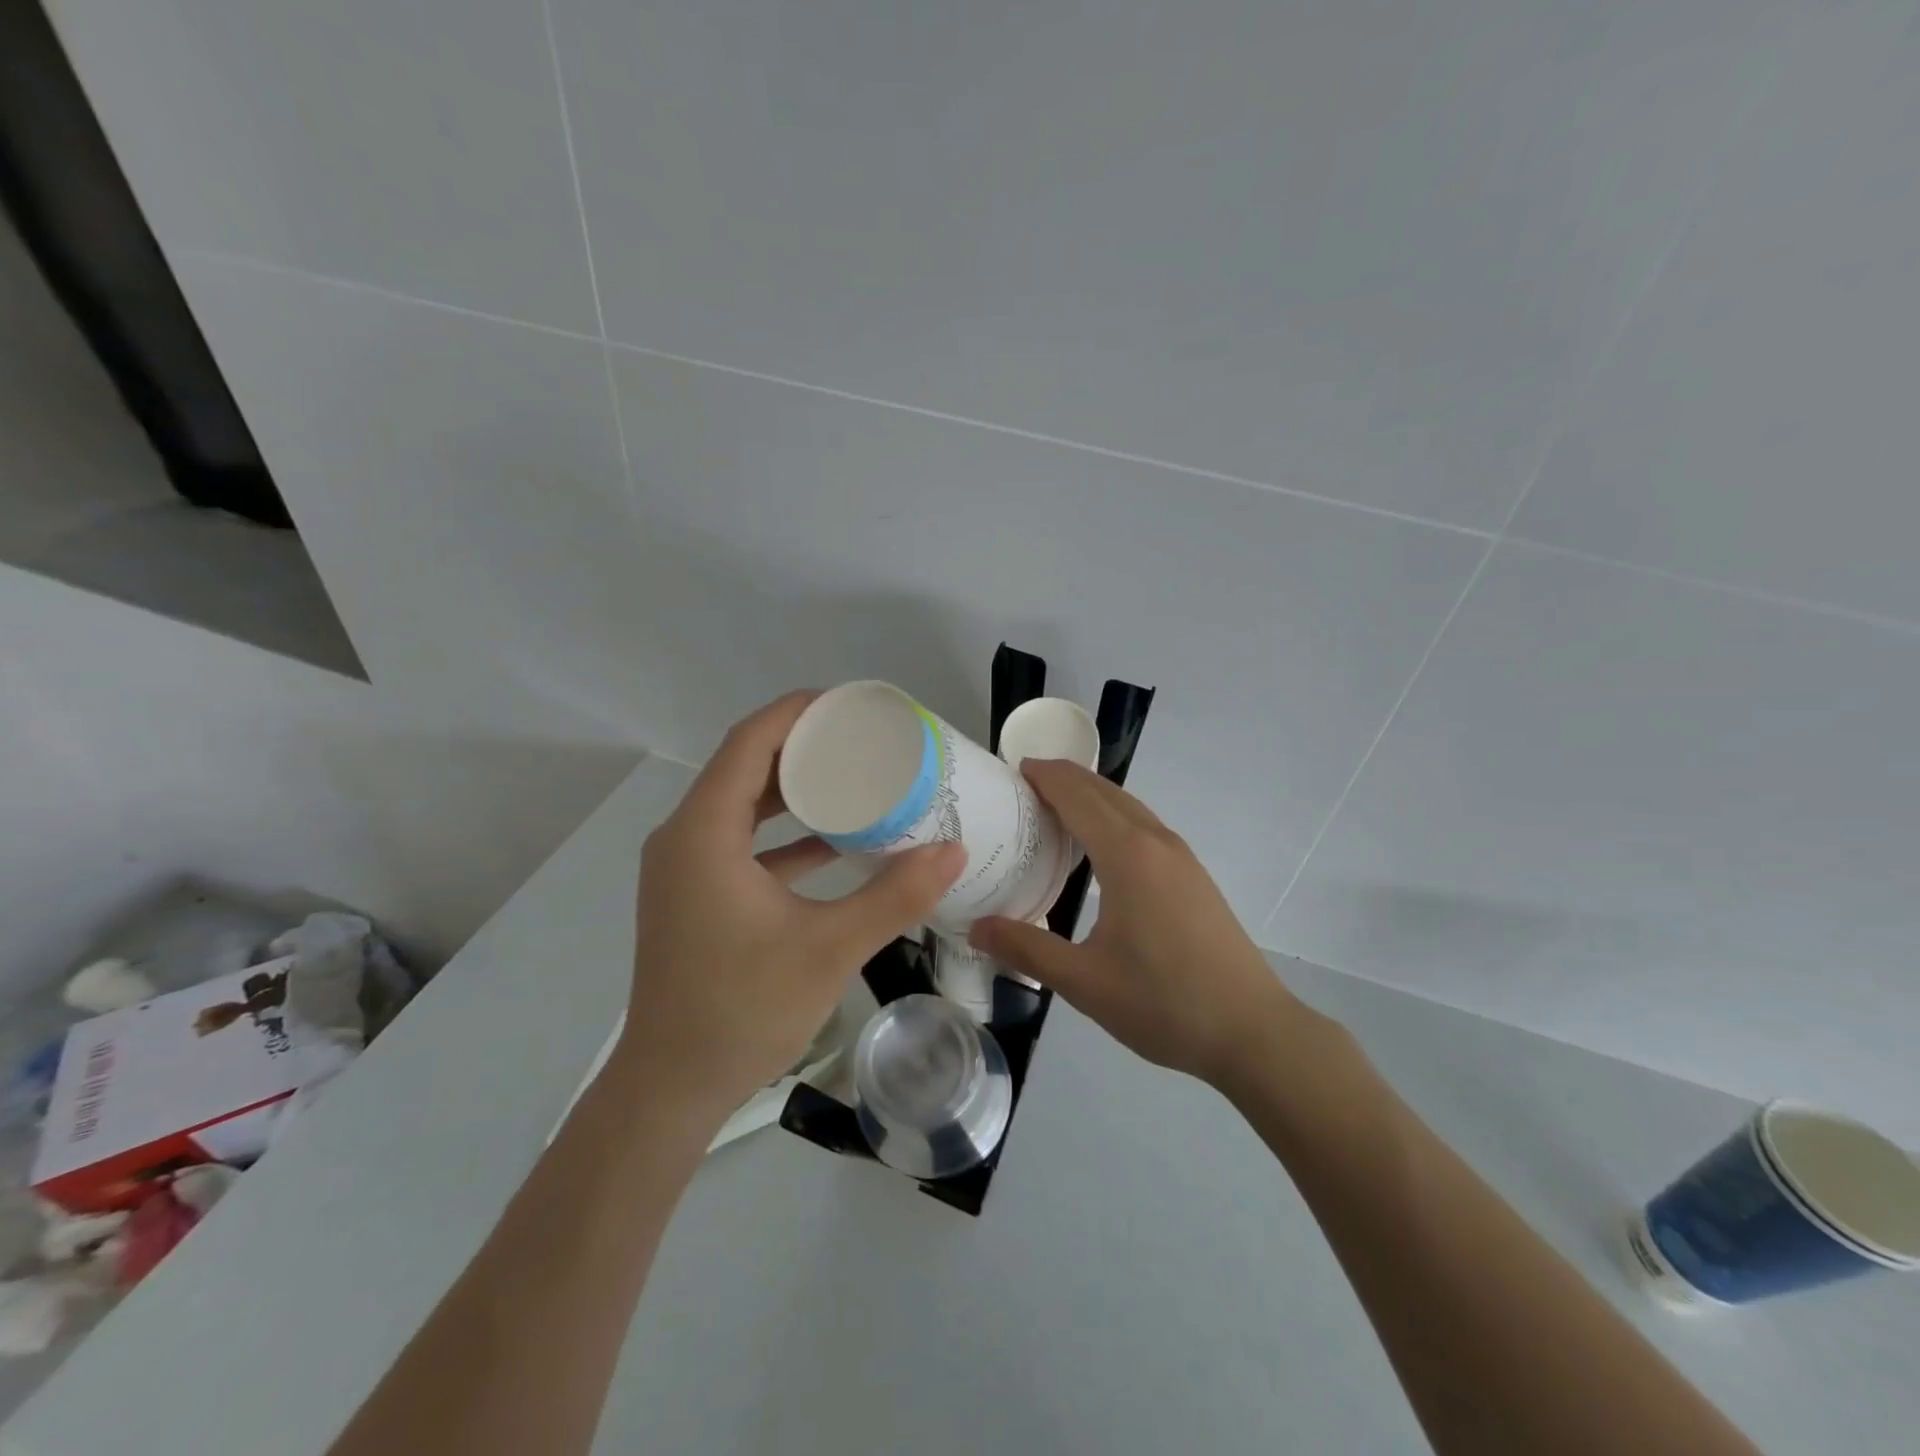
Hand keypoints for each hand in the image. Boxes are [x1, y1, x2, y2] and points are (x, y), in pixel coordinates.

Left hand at [621, 692, 964, 1113]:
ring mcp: (686, 869)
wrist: (672, 1087)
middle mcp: (685, 838)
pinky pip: (742, 842)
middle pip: (745, 767)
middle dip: (803, 746)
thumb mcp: (830, 948)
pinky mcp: (696, 895)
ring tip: (855, 778)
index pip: (749, 743)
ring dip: (795, 789)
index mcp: (704, 834)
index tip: (849, 704)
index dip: (797, 713)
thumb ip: (894, 896)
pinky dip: (785, 834)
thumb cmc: (743, 1010)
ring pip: (743, 805)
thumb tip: (954, 852)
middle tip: (863, 738)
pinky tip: (835, 843)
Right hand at [969, 760, 1300, 1086]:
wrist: (1251, 1030)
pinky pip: (1144, 826)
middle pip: (1104, 791)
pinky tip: (1099, 849)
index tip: (1012, 770)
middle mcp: (1156, 842)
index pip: (1077, 795)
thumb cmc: (1164, 1002)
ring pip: (1129, 806)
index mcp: (1127, 855)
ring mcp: (1181, 857)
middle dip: (1064, 778)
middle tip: (1022, 786)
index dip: (1044, 776)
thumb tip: (976, 928)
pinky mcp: (1194, 876)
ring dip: (1091, 796)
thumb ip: (1026, 949)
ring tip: (1053, 810)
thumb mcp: (1084, 982)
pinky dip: (1113, 817)